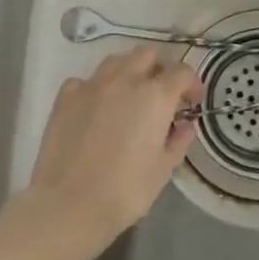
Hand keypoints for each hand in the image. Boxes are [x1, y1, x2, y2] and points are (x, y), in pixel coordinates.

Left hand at [21, 48, 203, 255]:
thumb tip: (185, 126)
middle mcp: (125, 80)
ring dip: (129, 72)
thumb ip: (178, 141)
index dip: (192, 84)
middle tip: (163, 94)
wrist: (69, 205)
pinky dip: (96, 88)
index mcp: (155, 96)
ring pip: (116, 61)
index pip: (182, 72)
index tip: (193, 102)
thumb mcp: (163, 169)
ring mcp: (92, 85)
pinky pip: (86, 81)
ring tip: (130, 96)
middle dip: (160, 68)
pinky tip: (97, 108)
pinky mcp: (65, 98)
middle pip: (148, 55)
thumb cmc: (126, 190)